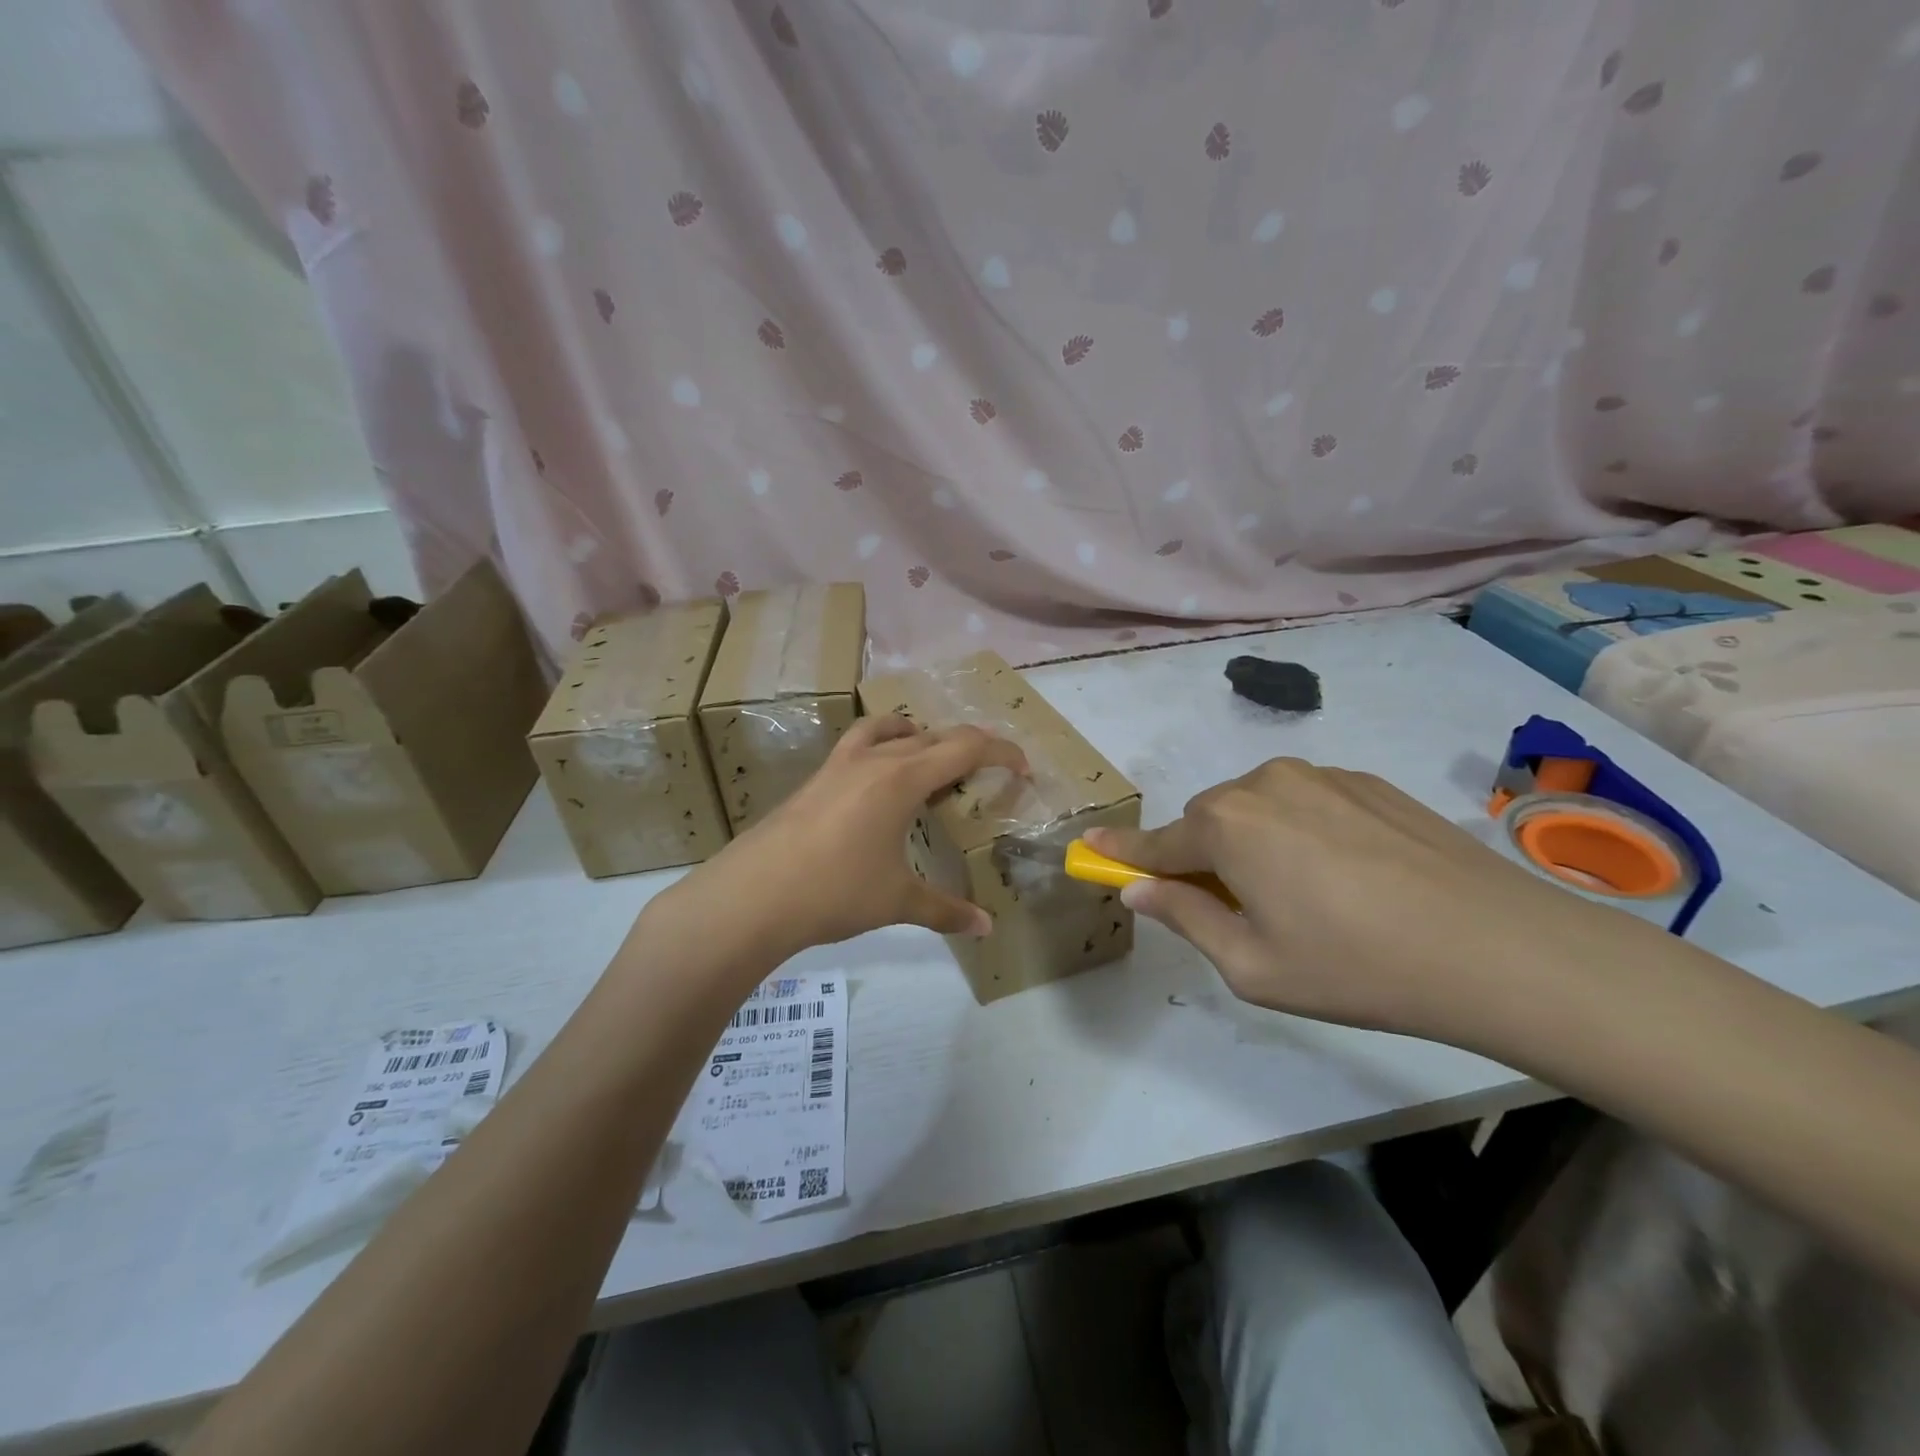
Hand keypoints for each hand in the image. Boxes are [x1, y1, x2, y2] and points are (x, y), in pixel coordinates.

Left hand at [654, 716, 1027, 963]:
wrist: (754, 895)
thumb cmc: (835, 891)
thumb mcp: (897, 900)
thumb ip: (945, 910)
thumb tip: (986, 927)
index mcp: (902, 778)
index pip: (965, 748)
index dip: (1001, 753)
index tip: (1022, 767)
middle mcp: (873, 760)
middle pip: (932, 735)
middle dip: (967, 746)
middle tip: (986, 770)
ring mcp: (838, 765)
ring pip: (887, 730)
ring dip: (917, 736)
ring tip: (929, 758)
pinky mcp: (814, 780)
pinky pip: (858, 746)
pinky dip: (881, 748)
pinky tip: (876, 782)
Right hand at [1083, 758, 1637, 1043]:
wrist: (1497, 947)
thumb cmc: (1355, 966)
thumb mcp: (1252, 966)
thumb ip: (1185, 917)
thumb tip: (1139, 889)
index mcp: (1226, 826)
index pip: (1155, 842)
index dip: (1121, 851)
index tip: (1089, 849)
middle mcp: (1262, 784)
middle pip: (1208, 822)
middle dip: (1204, 858)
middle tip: (1236, 910)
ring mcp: (1318, 775)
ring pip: (1257, 808)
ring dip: (1254, 843)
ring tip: (1304, 897)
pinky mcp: (1366, 782)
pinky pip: (1306, 803)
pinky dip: (1300, 832)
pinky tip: (1347, 876)